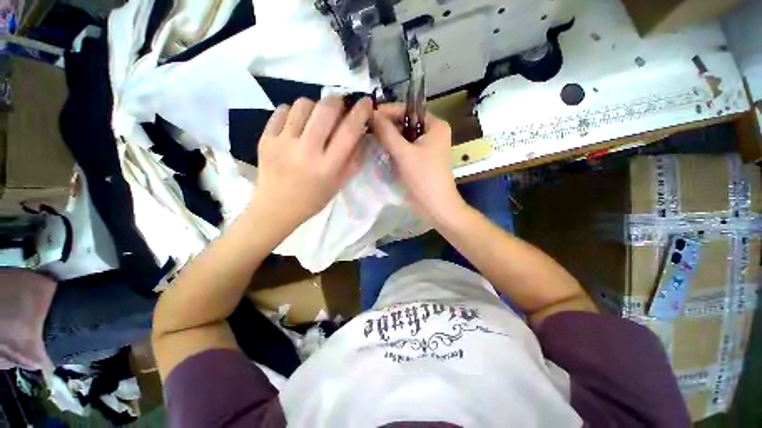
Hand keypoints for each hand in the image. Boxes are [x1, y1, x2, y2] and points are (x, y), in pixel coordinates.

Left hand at [251, 96, 372, 227]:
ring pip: (303, 104)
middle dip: (338, 101)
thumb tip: (361, 133)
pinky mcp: (265, 138)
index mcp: (328, 166)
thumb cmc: (313, 199)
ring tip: (315, 118)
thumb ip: (353, 159)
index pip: (349, 131)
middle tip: (340, 107)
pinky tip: (296, 124)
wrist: (276, 207)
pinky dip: (294, 112)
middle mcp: (307, 151)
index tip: (366, 102)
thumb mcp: (339, 184)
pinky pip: (282, 110)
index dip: (360, 112)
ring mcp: (283, 142)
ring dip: (315, 106)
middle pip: (326, 109)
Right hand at [372, 104, 463, 220]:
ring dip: (390, 138)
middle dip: (388, 126)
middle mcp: (434, 133)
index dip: (388, 111)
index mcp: (435, 125)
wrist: (436, 206)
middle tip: (367, 128)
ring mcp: (429, 147)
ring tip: (371, 138)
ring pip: (405, 137)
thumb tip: (371, 114)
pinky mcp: (423, 159)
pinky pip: (407, 148)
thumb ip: (387, 133)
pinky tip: (382, 150)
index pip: (408, 110)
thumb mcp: (403, 153)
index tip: (368, 115)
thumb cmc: (423, 177)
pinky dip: (395, 149)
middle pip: (407, 123)